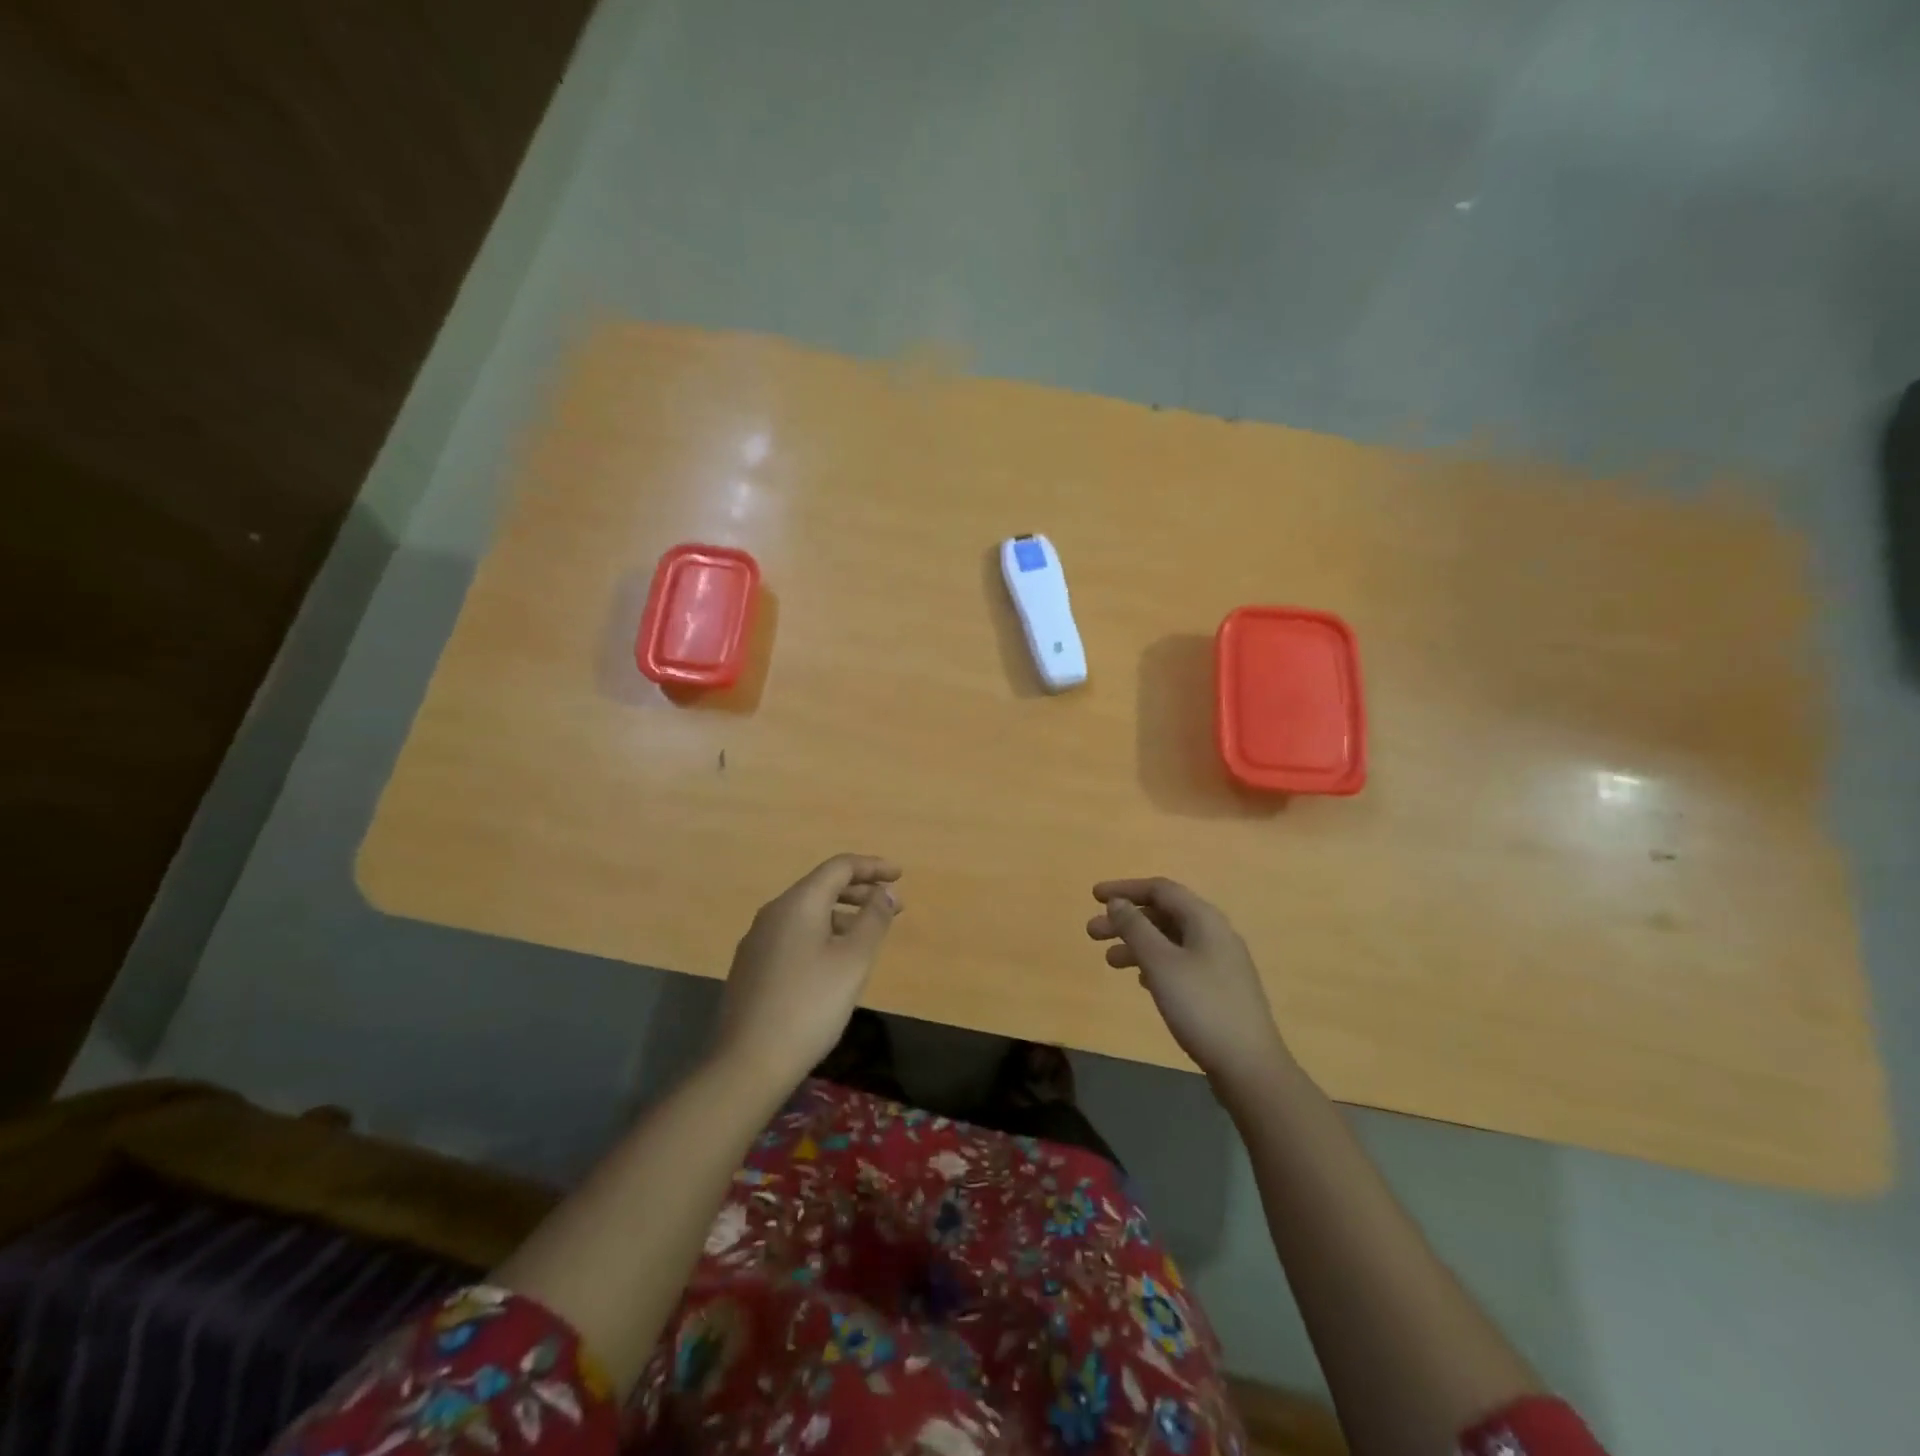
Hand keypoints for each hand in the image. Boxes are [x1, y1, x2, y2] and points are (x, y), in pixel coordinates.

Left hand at [715, 854, 902, 1093]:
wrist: (749, 1062)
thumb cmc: (810, 1005)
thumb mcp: (853, 961)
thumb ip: (874, 920)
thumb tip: (885, 892)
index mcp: (798, 903)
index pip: (839, 867)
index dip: (872, 866)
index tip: (899, 876)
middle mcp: (773, 912)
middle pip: (821, 887)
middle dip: (860, 891)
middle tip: (892, 906)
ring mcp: (758, 940)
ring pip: (807, 913)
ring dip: (841, 915)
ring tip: (868, 935)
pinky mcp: (752, 966)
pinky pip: (794, 934)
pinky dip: (821, 934)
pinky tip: (833, 961)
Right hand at [1087, 877, 1289, 1085]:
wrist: (1249, 1066)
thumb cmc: (1201, 1007)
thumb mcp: (1161, 963)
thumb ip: (1136, 928)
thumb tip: (1118, 903)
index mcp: (1204, 919)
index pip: (1160, 889)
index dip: (1125, 889)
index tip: (1094, 897)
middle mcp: (1215, 933)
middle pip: (1164, 914)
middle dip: (1126, 920)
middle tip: (1091, 933)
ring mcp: (1220, 962)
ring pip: (1171, 940)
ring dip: (1137, 944)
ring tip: (1109, 961)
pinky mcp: (1220, 988)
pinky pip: (1181, 962)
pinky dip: (1155, 963)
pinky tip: (1141, 981)